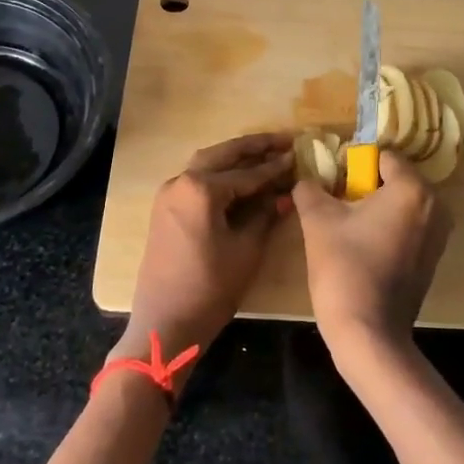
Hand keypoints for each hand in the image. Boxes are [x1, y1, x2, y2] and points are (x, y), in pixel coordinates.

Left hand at [115, 132, 294, 380]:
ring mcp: (169, 194)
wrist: (165, 323)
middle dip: (253, 147)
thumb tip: (284, 193)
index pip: (246, 173)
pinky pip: (195, 181)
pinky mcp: (165, 210)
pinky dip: (218, 174)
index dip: (274, 167)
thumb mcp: (246, 250)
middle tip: (283, 140)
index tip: (298, 155)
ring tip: (264, 153)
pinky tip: (239, 178)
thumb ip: (265, 215)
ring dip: (234, 157)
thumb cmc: (210, 288)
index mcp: (201, 189)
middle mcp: (180, 182)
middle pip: (222, 155)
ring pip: (206, 164)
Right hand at [291, 151, 452, 377]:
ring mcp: (439, 235)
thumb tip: (306, 179)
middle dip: (365, 187)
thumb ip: (310, 188)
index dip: (353, 165)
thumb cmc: (344, 267)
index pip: (382, 157)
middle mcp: (435, 206)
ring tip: (347, 229)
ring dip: (375, 209)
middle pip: (394, 180)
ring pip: (401, 204)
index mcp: (412, 189)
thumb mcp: (317, 220)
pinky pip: (409, 227)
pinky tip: (363, 248)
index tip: (333, 186)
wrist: (368, 332)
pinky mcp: (433, 258)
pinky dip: (388, 229)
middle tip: (336, 206)